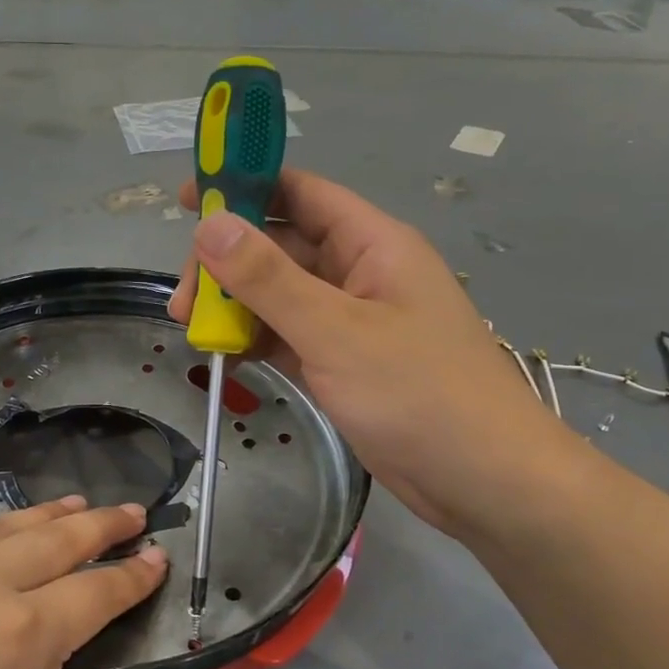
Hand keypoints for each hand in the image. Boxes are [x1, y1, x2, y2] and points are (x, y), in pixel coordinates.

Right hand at [168, 170, 589, 538]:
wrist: (484, 480)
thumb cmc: (419, 394)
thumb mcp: (335, 330)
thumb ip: (268, 278)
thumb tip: (209, 223)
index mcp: (371, 244)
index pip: (300, 194)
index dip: (243, 187)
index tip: (185, 202)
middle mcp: (359, 274)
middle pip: (280, 248)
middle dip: (227, 266)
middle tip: (184, 303)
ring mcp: (350, 322)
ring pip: (279, 296)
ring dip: (235, 308)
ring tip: (194, 332)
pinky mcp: (342, 363)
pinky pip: (287, 336)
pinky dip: (255, 341)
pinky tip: (224, 357)